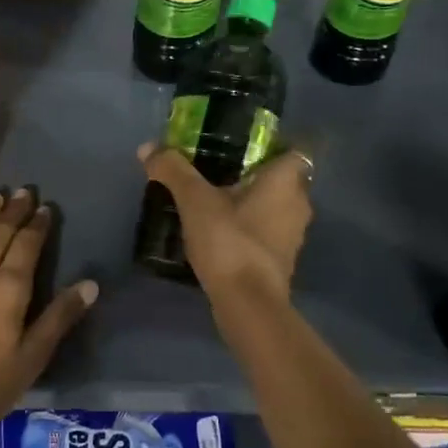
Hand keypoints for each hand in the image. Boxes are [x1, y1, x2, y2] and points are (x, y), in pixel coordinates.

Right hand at [138, 143, 313, 301]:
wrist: (247, 304)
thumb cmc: (230, 241)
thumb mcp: (194, 200)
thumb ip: (173, 170)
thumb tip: (148, 147)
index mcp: (286, 181)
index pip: (296, 149)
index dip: (275, 144)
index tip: (245, 144)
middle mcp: (299, 204)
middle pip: (282, 178)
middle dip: (255, 172)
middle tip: (219, 167)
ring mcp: (292, 235)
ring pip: (275, 206)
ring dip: (251, 201)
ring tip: (214, 198)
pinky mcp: (281, 260)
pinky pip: (266, 230)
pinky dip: (248, 226)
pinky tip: (220, 230)